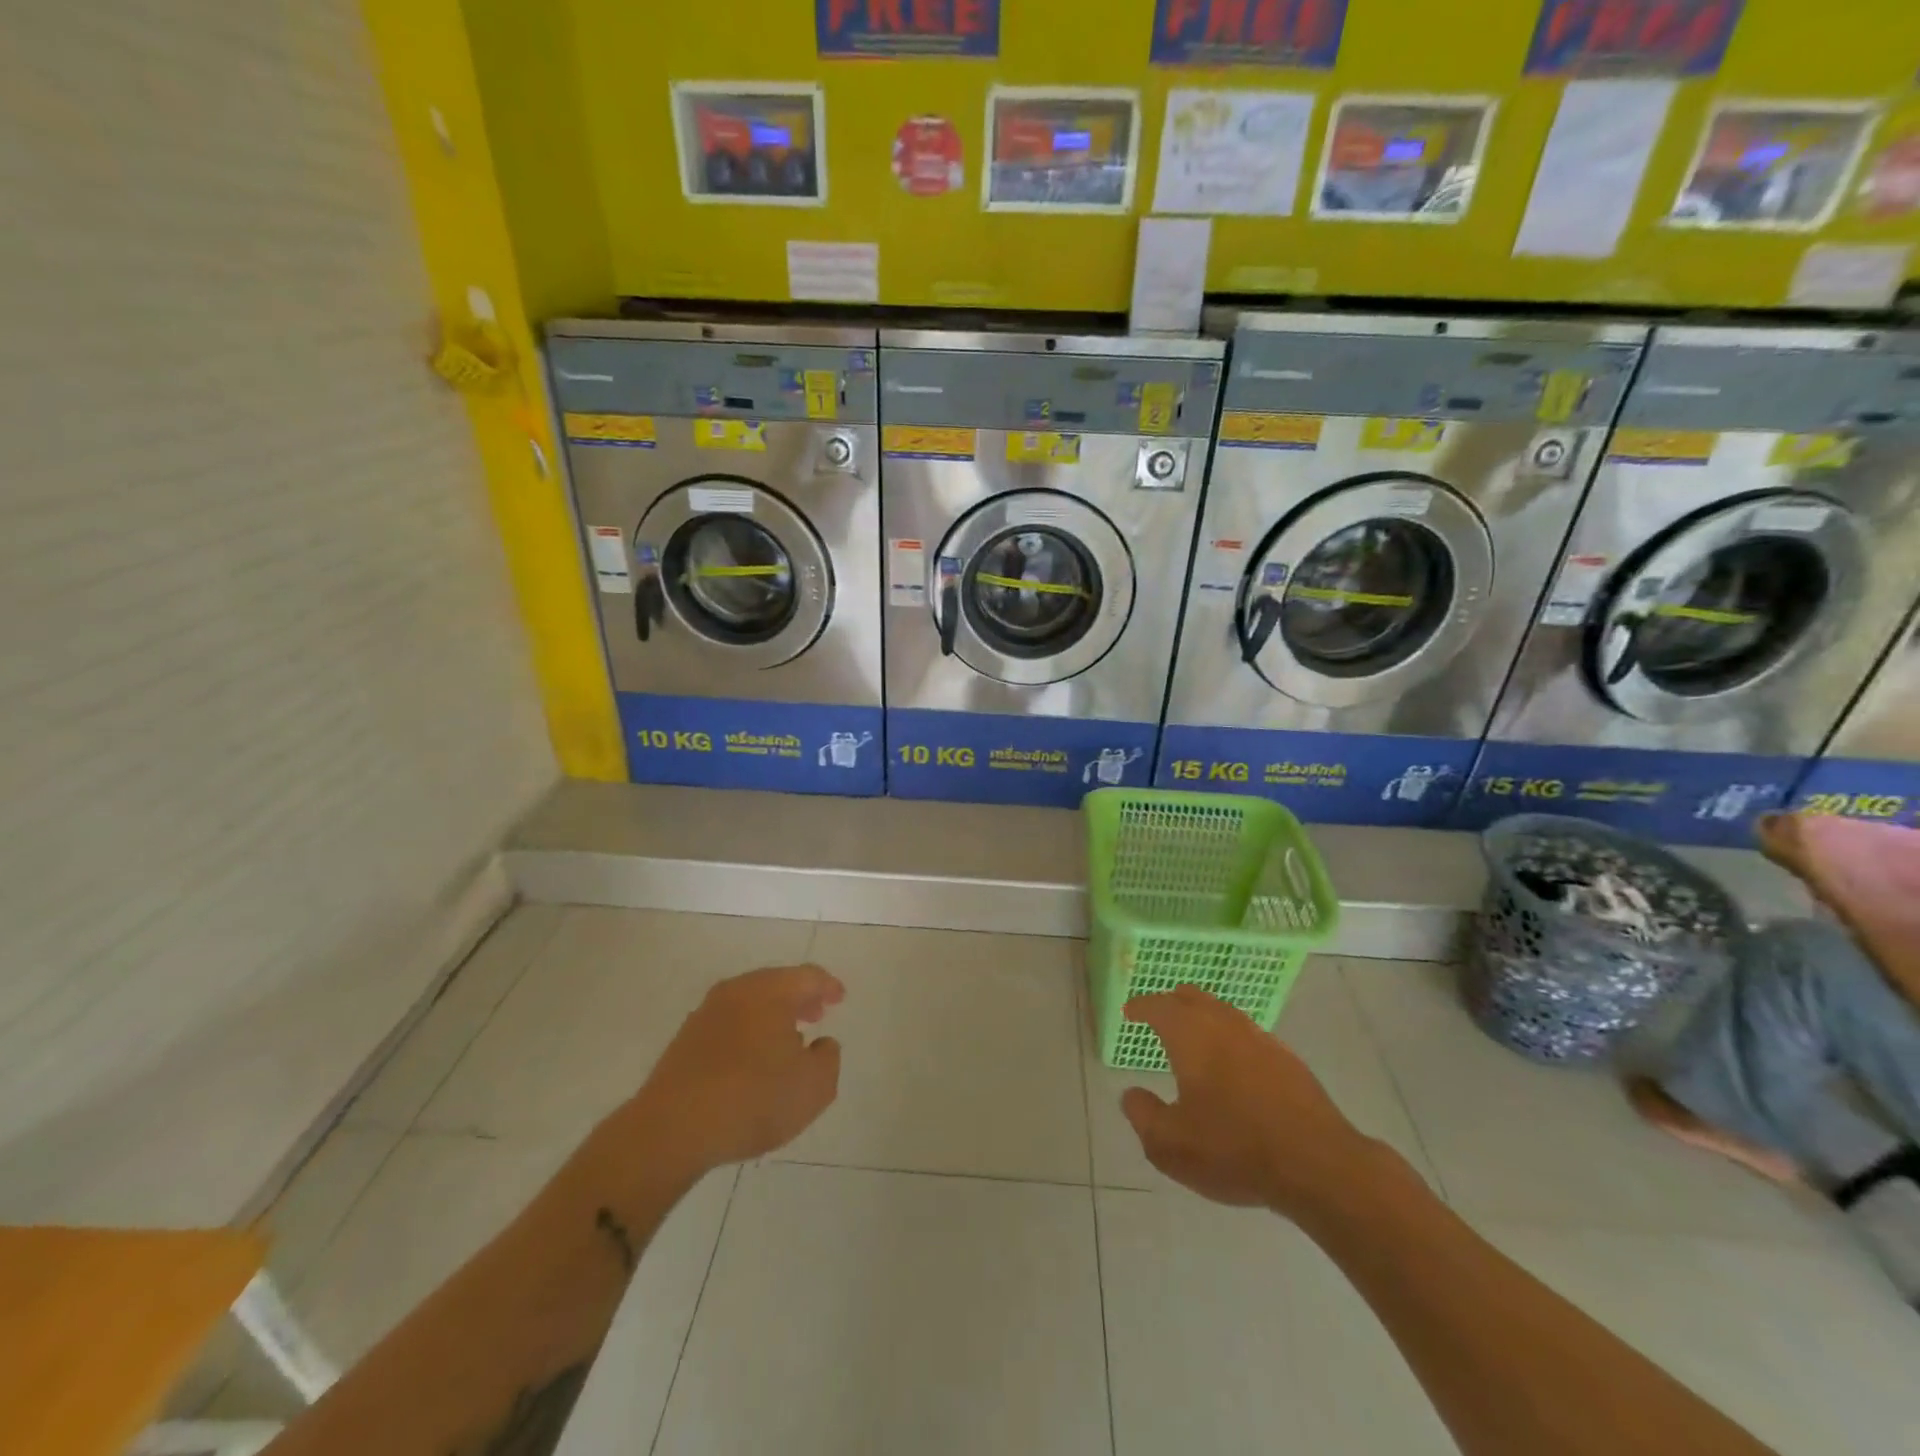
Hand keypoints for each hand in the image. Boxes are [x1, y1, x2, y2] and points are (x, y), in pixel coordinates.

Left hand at [620, 964, 843, 1182]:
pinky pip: (728, 1024)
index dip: (828, 986)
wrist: (671, 1130)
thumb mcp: (814, 1086)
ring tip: (787, 1040)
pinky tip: (752, 1061)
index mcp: (770, 991)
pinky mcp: (684, 1041)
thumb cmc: (753, 1099)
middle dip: (799, 998)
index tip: (840, 999)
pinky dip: (748, 1032)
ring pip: (749, 1003)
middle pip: (775, 984)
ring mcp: (705, 1014)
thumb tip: (821, 1044)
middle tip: (816, 1014)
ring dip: (771, 1016)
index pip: (807, 976)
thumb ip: (828, 1059)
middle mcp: (737, 991)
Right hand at [1120, 984, 1375, 1219]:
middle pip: (1193, 997)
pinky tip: (1234, 1065)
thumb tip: (1131, 1094)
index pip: (1159, 1006)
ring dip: (1204, 1017)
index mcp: (1191, 1035)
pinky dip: (1231, 1038)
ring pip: (1224, 1013)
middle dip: (1172, 1002)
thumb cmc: (1233, 1150)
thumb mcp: (1171, 1145)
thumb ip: (1143, 1115)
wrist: (1318, 1165)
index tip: (1129, 1012)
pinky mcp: (1289, 1061)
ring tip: (1194, 1037)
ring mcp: (1261, 1040)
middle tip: (1159, 1014)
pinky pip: (1248, 1035)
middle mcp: (1224, 1025)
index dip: (1141, 1006)